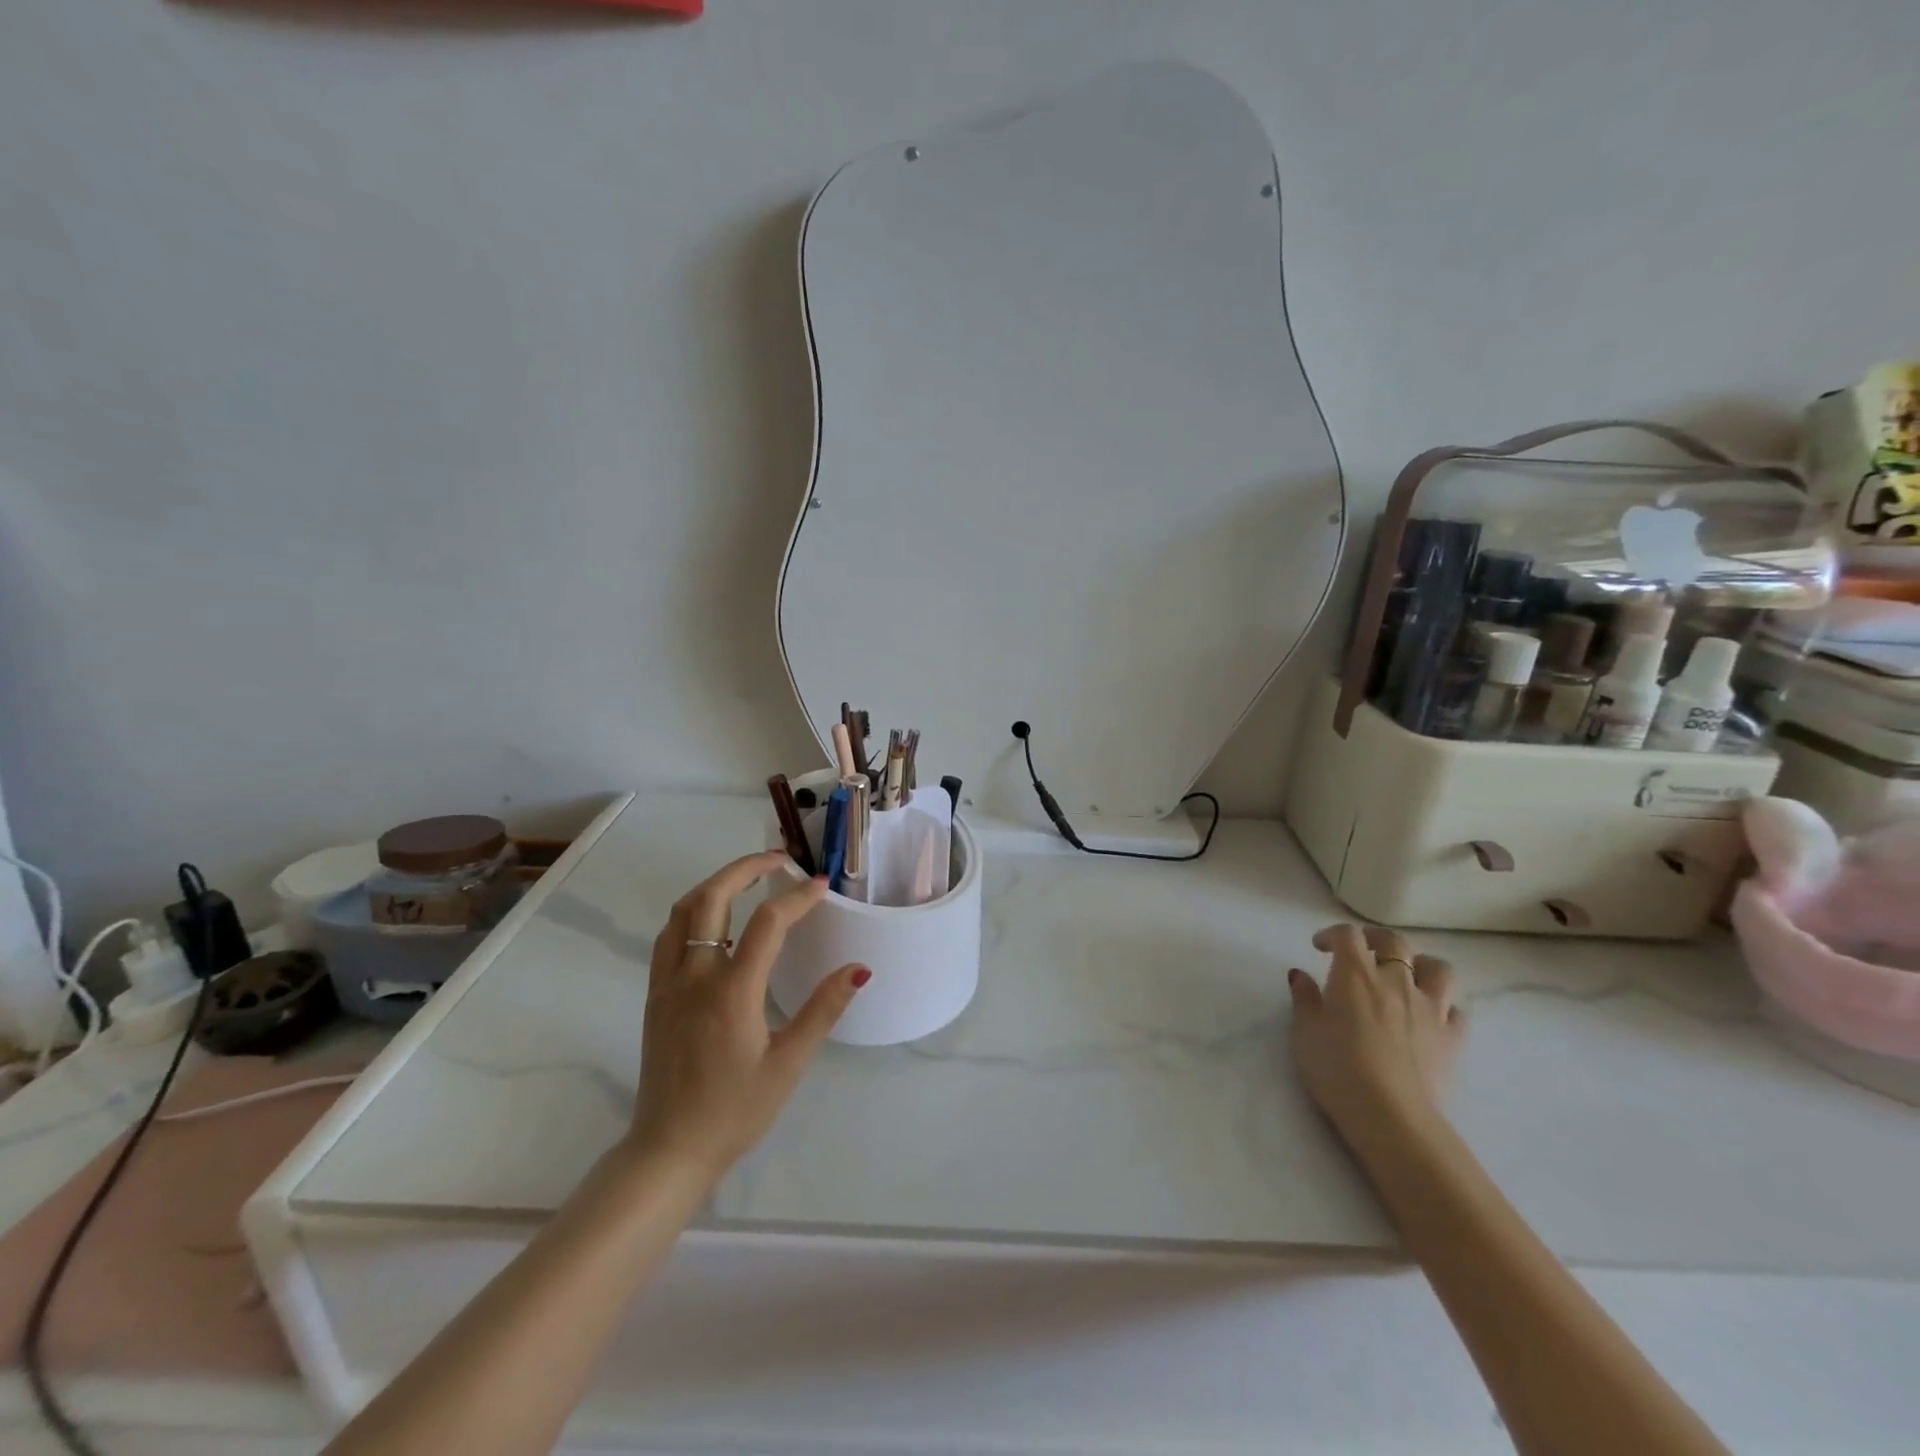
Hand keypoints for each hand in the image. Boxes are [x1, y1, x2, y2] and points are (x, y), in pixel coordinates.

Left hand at [626, 851, 867, 1179]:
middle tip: (779, 860)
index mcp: (731, 993)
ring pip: (682, 911)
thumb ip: (823, 1010)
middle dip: (746, 868)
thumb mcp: (788, 1064)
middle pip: (711, 898)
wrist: (669, 1149)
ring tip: (749, 878)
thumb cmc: (736, 1111)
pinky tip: (716, 919)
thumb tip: (859, 969)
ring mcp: (667, 984)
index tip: (821, 886)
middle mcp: (693, 977)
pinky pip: (668, 935)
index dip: (796, 898)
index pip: (766, 924)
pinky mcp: (654, 995)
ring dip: (716, 884)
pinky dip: (694, 911)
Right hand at [1287, 924, 1463, 1145]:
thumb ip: (1304, 998)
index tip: (1320, 947)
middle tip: (1362, 951)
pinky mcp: (1452, 1039)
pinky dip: (1443, 1007)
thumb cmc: (1337, 1069)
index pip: (1348, 935)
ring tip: (1406, 978)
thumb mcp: (1304, 1032)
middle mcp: (1396, 981)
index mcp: (1355, 975)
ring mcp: (1430, 1009)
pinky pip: (1455, 1011)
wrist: (1391, 1116)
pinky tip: (1428, 1019)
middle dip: (1376, 939)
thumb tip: (1300, 975)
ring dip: (1421, 966)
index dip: (1333, 934)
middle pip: (1395, 942)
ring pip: (1439, 969)